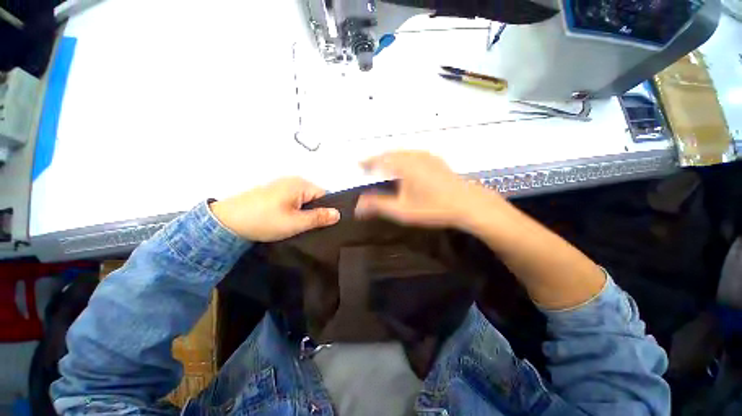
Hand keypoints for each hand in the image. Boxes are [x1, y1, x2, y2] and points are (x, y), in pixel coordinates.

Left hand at [210, 177, 339, 241]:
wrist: (226, 222)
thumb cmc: (265, 220)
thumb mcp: (296, 222)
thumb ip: (319, 217)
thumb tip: (338, 214)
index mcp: (301, 184)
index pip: (325, 195)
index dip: (326, 210)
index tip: (322, 225)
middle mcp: (293, 180)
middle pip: (314, 197)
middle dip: (314, 212)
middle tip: (308, 228)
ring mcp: (281, 185)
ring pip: (303, 200)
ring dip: (303, 212)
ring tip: (297, 226)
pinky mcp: (272, 192)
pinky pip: (292, 200)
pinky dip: (293, 210)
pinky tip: (286, 220)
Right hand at [355, 151, 504, 228]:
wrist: (467, 204)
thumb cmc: (433, 208)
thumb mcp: (402, 210)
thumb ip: (379, 206)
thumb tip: (358, 206)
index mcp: (404, 165)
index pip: (380, 160)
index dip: (368, 162)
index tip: (359, 164)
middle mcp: (414, 156)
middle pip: (391, 153)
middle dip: (378, 158)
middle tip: (369, 166)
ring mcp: (427, 156)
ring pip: (403, 152)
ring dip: (390, 157)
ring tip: (383, 165)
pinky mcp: (436, 160)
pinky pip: (413, 154)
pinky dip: (403, 158)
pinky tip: (405, 165)